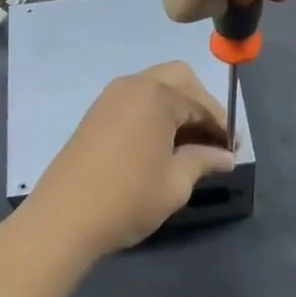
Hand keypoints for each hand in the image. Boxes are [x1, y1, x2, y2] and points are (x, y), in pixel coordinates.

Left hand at [21, 62, 235, 261]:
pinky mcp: (96, 112)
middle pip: (179, 79)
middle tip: (211, 139)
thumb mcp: (175, 183)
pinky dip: (154, 112)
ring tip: (187, 145)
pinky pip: (136, 100)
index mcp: (158, 95)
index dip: (221, 127)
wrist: (63, 218)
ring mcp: (111, 96)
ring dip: (177, 106)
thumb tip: (225, 156)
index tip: (232, 152)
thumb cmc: (127, 198)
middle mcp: (134, 84)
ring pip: (156, 86)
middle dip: (200, 104)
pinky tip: (159, 144)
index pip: (201, 104)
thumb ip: (203, 161)